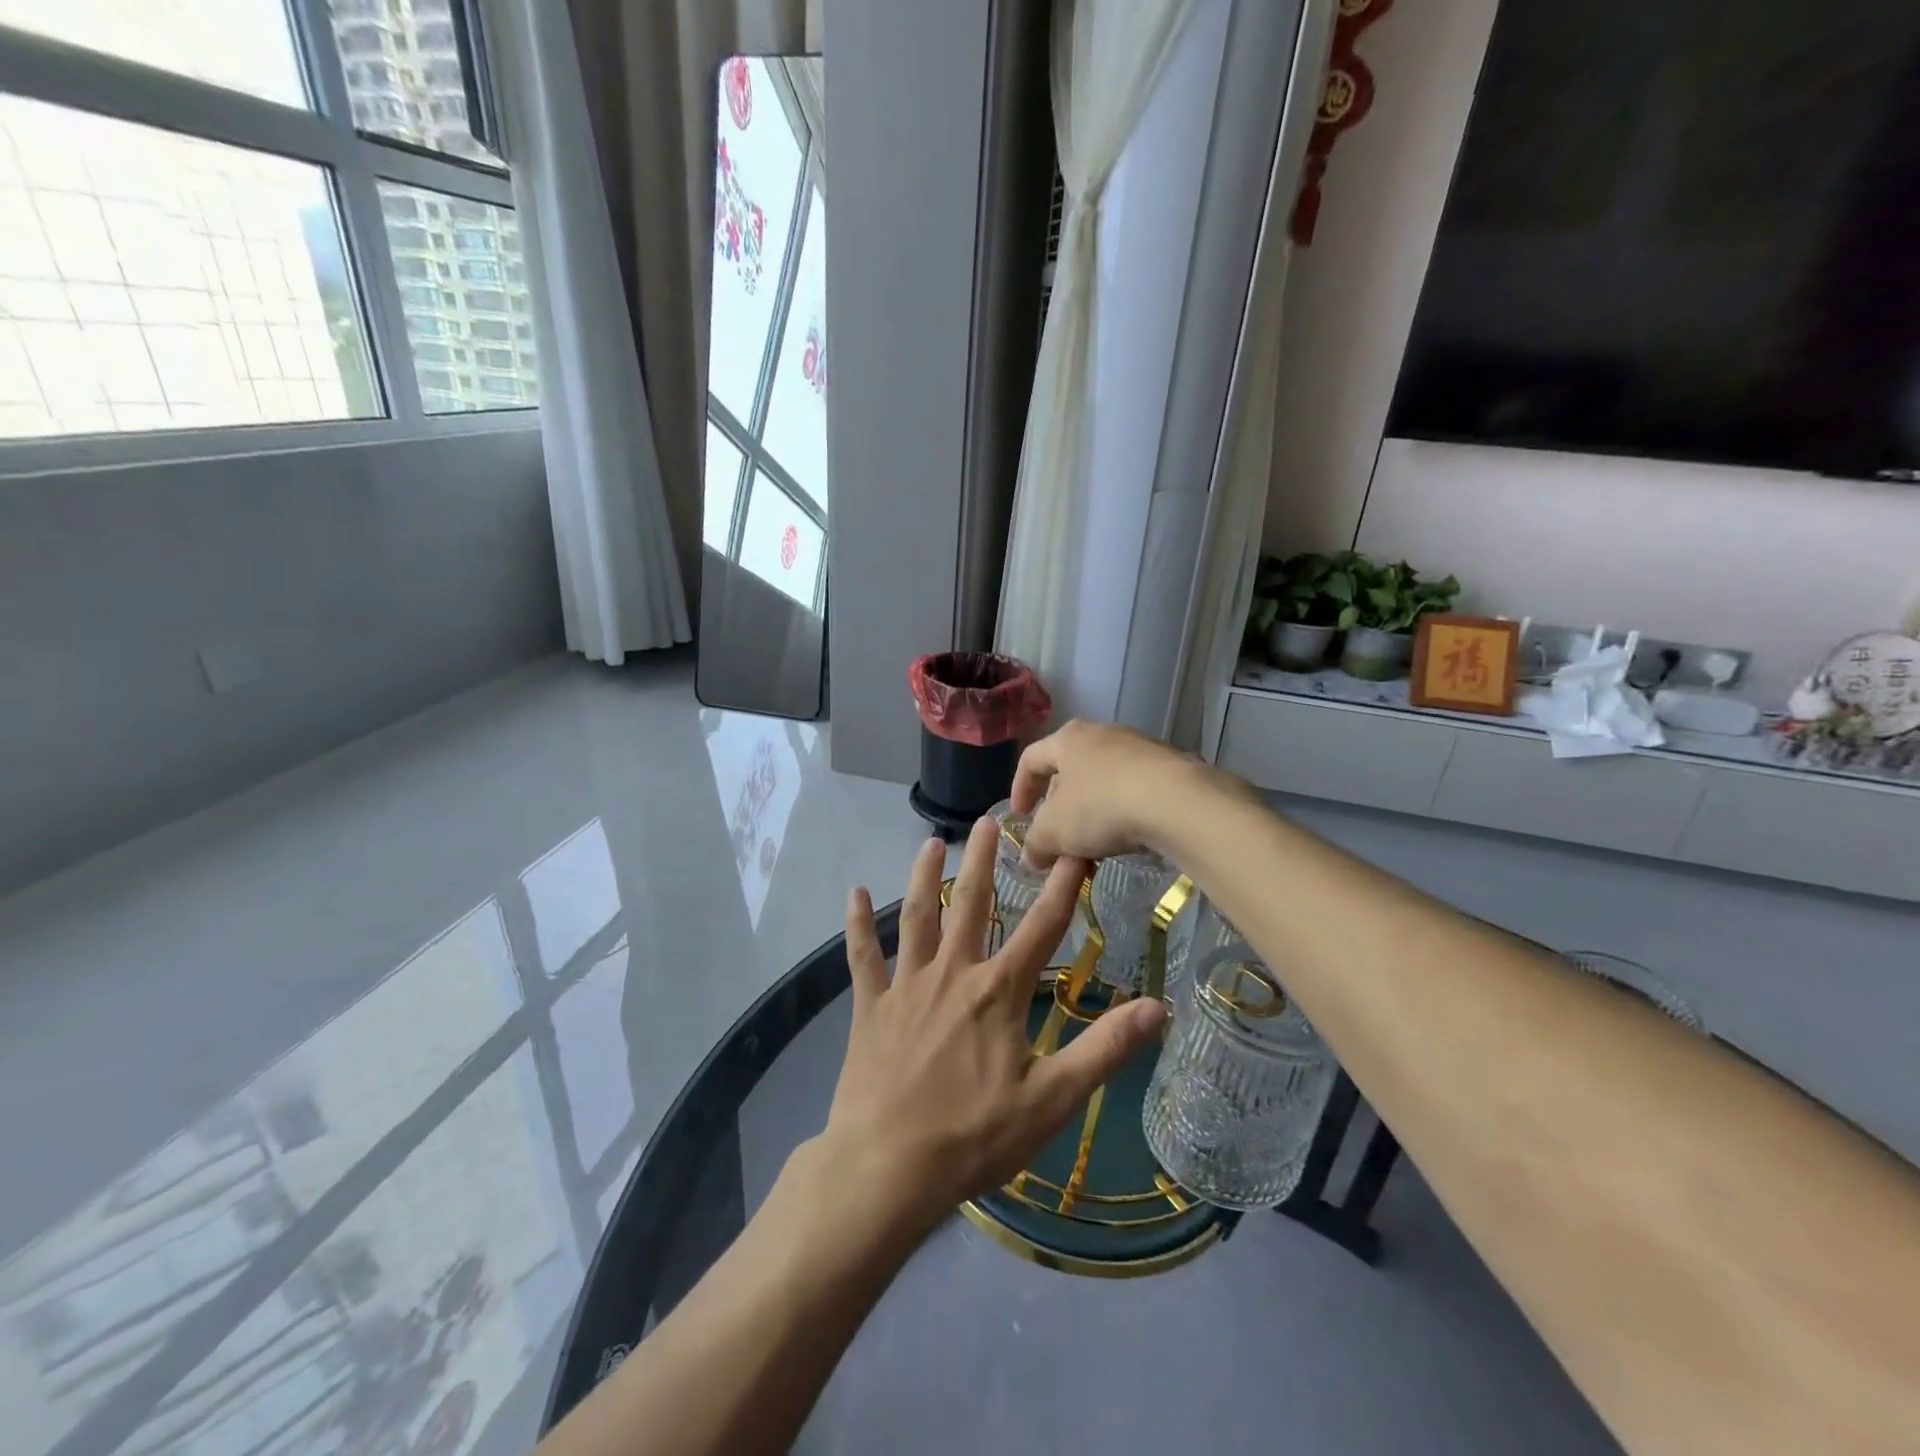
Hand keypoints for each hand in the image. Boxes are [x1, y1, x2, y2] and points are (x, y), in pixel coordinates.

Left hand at [829, 817, 1166, 1228]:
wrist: (888, 1167)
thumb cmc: (975, 1136)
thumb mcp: (1052, 1099)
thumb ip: (1104, 1049)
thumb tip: (1158, 1008)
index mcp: (998, 991)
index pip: (1042, 928)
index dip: (1062, 886)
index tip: (1073, 848)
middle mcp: (952, 973)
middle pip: (972, 905)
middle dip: (984, 861)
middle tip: (989, 819)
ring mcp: (907, 986)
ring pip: (918, 917)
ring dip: (925, 876)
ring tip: (930, 842)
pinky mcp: (871, 1006)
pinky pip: (863, 956)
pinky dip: (858, 924)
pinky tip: (854, 892)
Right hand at [1013, 720, 1239, 868]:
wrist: (1178, 802)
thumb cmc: (1101, 807)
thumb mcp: (1055, 832)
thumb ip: (1036, 844)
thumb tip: (1032, 857)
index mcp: (1068, 740)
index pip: (1031, 759)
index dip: (1020, 788)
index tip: (1019, 817)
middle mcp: (1102, 734)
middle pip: (1069, 771)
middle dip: (1060, 810)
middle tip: (1059, 840)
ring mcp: (1140, 747)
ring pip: (1103, 783)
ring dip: (1092, 816)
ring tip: (1094, 850)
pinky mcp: (1171, 766)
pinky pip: (1134, 790)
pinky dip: (1123, 815)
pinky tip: (1128, 841)